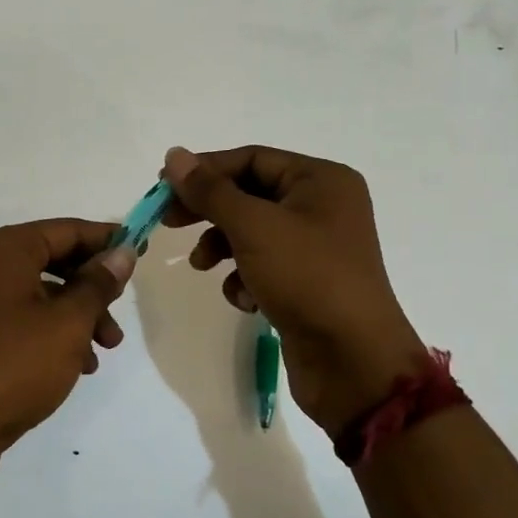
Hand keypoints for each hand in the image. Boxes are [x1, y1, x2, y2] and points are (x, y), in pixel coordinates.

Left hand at [0, 219, 134, 494]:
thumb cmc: (14, 366)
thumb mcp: (68, 323)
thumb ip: (98, 284)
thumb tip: (122, 253)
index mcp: (2, 249)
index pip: (66, 230)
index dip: (106, 240)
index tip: (141, 250)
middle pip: (52, 260)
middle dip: (92, 288)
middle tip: (121, 313)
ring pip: (40, 293)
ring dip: (77, 316)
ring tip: (105, 350)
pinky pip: (21, 318)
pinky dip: (51, 333)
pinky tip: (77, 366)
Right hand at [162, 145, 425, 434]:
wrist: (354, 361)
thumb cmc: (307, 278)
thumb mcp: (253, 227)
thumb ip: (210, 190)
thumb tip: (174, 156)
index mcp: (321, 180)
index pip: (251, 159)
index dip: (205, 170)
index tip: (163, 187)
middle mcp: (323, 206)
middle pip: (249, 194)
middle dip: (209, 210)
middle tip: (169, 222)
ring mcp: (316, 247)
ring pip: (251, 232)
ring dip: (221, 247)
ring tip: (202, 266)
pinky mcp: (307, 282)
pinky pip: (264, 266)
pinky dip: (245, 278)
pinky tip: (243, 299)